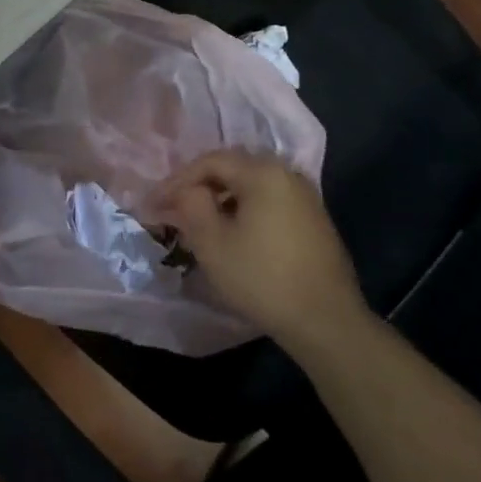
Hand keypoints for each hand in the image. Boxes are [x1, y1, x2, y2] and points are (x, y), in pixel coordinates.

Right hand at [148, 150, 366, 354]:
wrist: (326, 319)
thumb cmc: (262, 278)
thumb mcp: (213, 244)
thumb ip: (191, 207)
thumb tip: (185, 192)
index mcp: (263, 172)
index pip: (210, 161)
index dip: (177, 180)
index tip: (154, 204)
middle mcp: (287, 173)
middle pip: (233, 168)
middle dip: (199, 187)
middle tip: (173, 210)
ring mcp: (305, 195)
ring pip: (251, 186)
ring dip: (221, 199)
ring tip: (199, 224)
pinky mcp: (313, 218)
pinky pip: (269, 202)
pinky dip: (244, 210)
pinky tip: (233, 234)